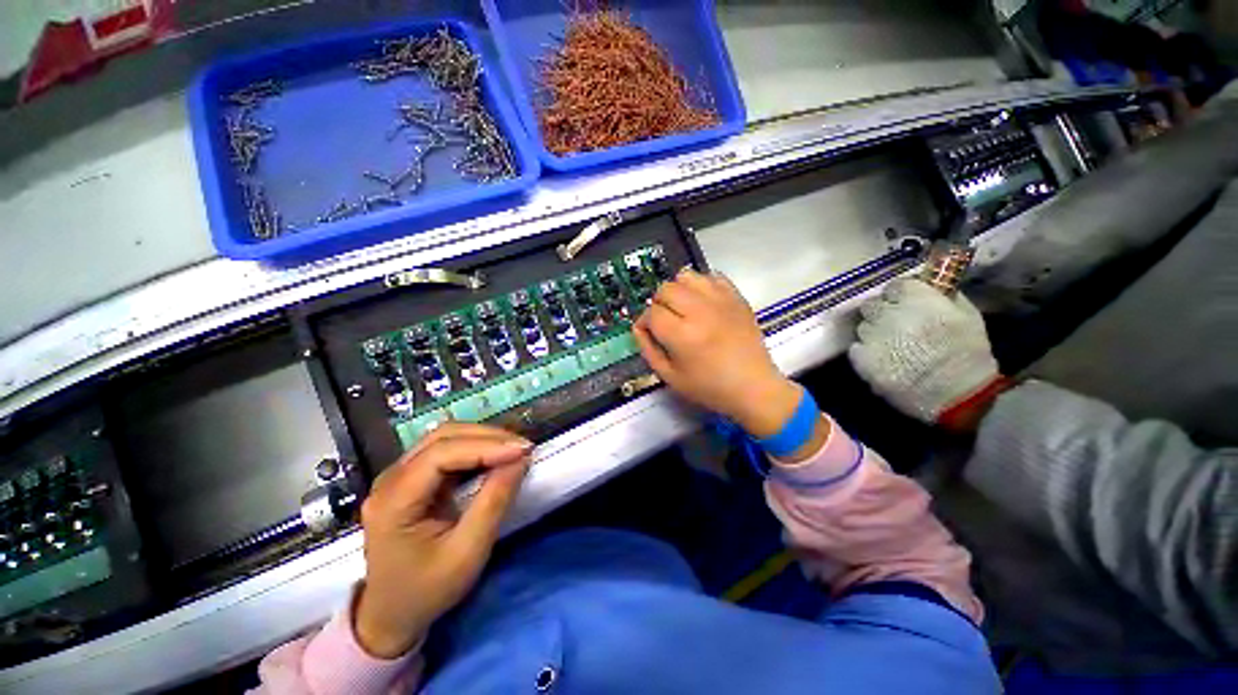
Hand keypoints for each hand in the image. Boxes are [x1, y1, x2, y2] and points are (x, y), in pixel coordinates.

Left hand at [354, 423, 531, 658]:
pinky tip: (495, 456)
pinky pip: (446, 450)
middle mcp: (390, 479)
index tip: (523, 450)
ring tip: (514, 449)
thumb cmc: (427, 591)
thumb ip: (494, 502)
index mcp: (393, 501)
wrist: (391, 616)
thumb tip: (520, 460)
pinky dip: (475, 448)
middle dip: (488, 437)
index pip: (441, 454)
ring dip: (483, 438)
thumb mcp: (467, 553)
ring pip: (444, 437)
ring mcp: (397, 476)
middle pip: (442, 437)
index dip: (485, 446)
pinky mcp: (411, 478)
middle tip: (523, 447)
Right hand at [632, 269, 800, 438]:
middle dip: (658, 304)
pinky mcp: (736, 297)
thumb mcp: (670, 377)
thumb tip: (639, 327)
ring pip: (687, 276)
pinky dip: (701, 285)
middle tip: (665, 320)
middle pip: (666, 289)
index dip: (644, 322)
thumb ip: (648, 350)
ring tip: (683, 308)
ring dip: (678, 290)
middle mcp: (700, 311)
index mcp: (683, 335)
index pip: (652, 313)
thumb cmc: (709, 387)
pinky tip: (703, 303)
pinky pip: (712, 276)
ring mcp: (721, 301)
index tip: (648, 331)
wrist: (754, 387)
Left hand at [848, 279, 1000, 423]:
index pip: (895, 286)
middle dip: (882, 311)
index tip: (905, 301)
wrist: (955, 396)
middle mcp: (888, 314)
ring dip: (874, 332)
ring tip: (892, 345)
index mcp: (916, 300)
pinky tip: (883, 359)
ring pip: (863, 326)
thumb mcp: (967, 316)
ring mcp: (871, 337)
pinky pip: (856, 347)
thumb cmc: (968, 355)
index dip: (900, 294)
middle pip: (872, 304)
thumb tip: (927, 287)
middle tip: (895, 322)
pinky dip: (866, 351)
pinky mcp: (861, 358)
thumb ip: (944, 296)